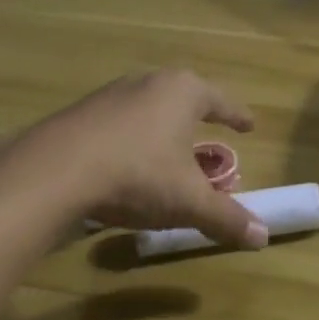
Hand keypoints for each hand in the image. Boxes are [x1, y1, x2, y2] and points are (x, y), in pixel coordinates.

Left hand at [31, 69, 266, 248]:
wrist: (55, 170)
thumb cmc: (138, 174)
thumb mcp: (188, 201)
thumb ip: (226, 217)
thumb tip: (263, 237)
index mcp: (183, 92)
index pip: (221, 101)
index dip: (237, 115)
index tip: (249, 125)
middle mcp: (150, 82)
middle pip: (184, 98)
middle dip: (198, 119)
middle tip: (210, 135)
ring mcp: (112, 94)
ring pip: (150, 108)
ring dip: (162, 128)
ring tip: (168, 151)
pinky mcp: (82, 111)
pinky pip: (120, 122)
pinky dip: (132, 138)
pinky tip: (127, 162)